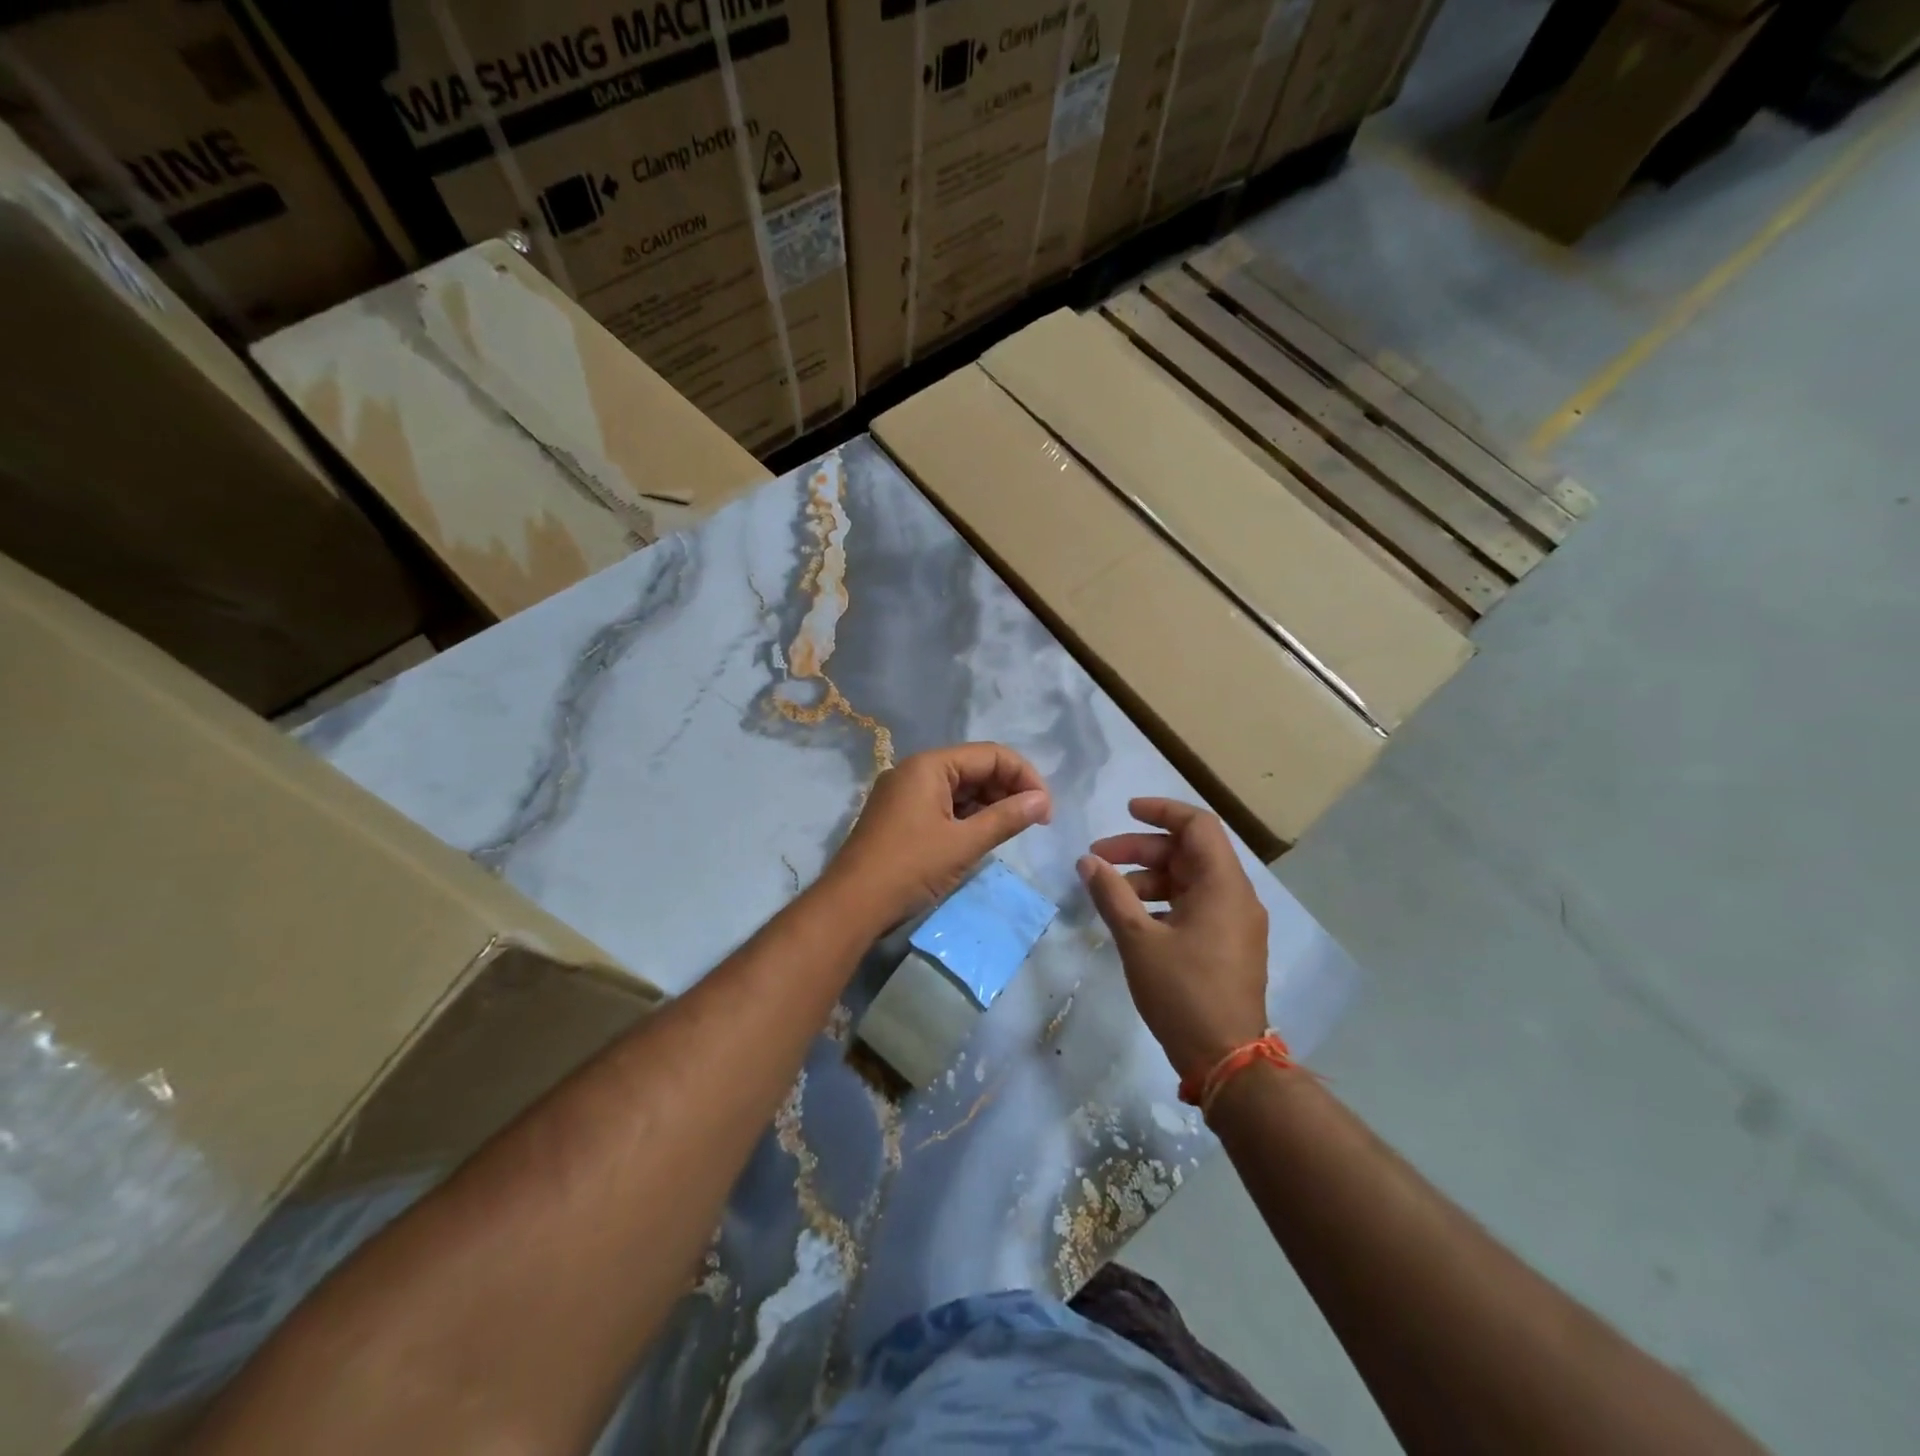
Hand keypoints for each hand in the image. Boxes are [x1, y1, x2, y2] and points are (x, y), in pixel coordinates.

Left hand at [823, 743, 1051, 928]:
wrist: (851, 906)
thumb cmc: (910, 868)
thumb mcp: (964, 843)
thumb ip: (1007, 818)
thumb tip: (1042, 801)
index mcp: (929, 765)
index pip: (991, 755)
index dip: (1025, 777)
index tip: (1046, 810)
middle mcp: (915, 771)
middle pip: (975, 768)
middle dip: (1008, 790)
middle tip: (1035, 822)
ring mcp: (904, 794)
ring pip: (960, 789)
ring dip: (990, 805)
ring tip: (1013, 831)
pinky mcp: (900, 817)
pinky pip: (943, 806)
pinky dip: (967, 817)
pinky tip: (983, 837)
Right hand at [1078, 798, 1269, 1083]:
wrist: (1227, 1061)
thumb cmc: (1183, 993)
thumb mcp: (1139, 940)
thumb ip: (1111, 894)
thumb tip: (1087, 860)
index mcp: (1223, 885)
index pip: (1197, 825)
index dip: (1161, 811)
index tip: (1126, 812)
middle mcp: (1236, 896)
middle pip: (1188, 852)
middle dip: (1141, 850)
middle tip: (1098, 859)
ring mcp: (1236, 923)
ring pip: (1190, 880)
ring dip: (1149, 878)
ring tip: (1110, 893)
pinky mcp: (1230, 945)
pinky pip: (1196, 905)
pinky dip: (1164, 902)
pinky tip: (1133, 919)